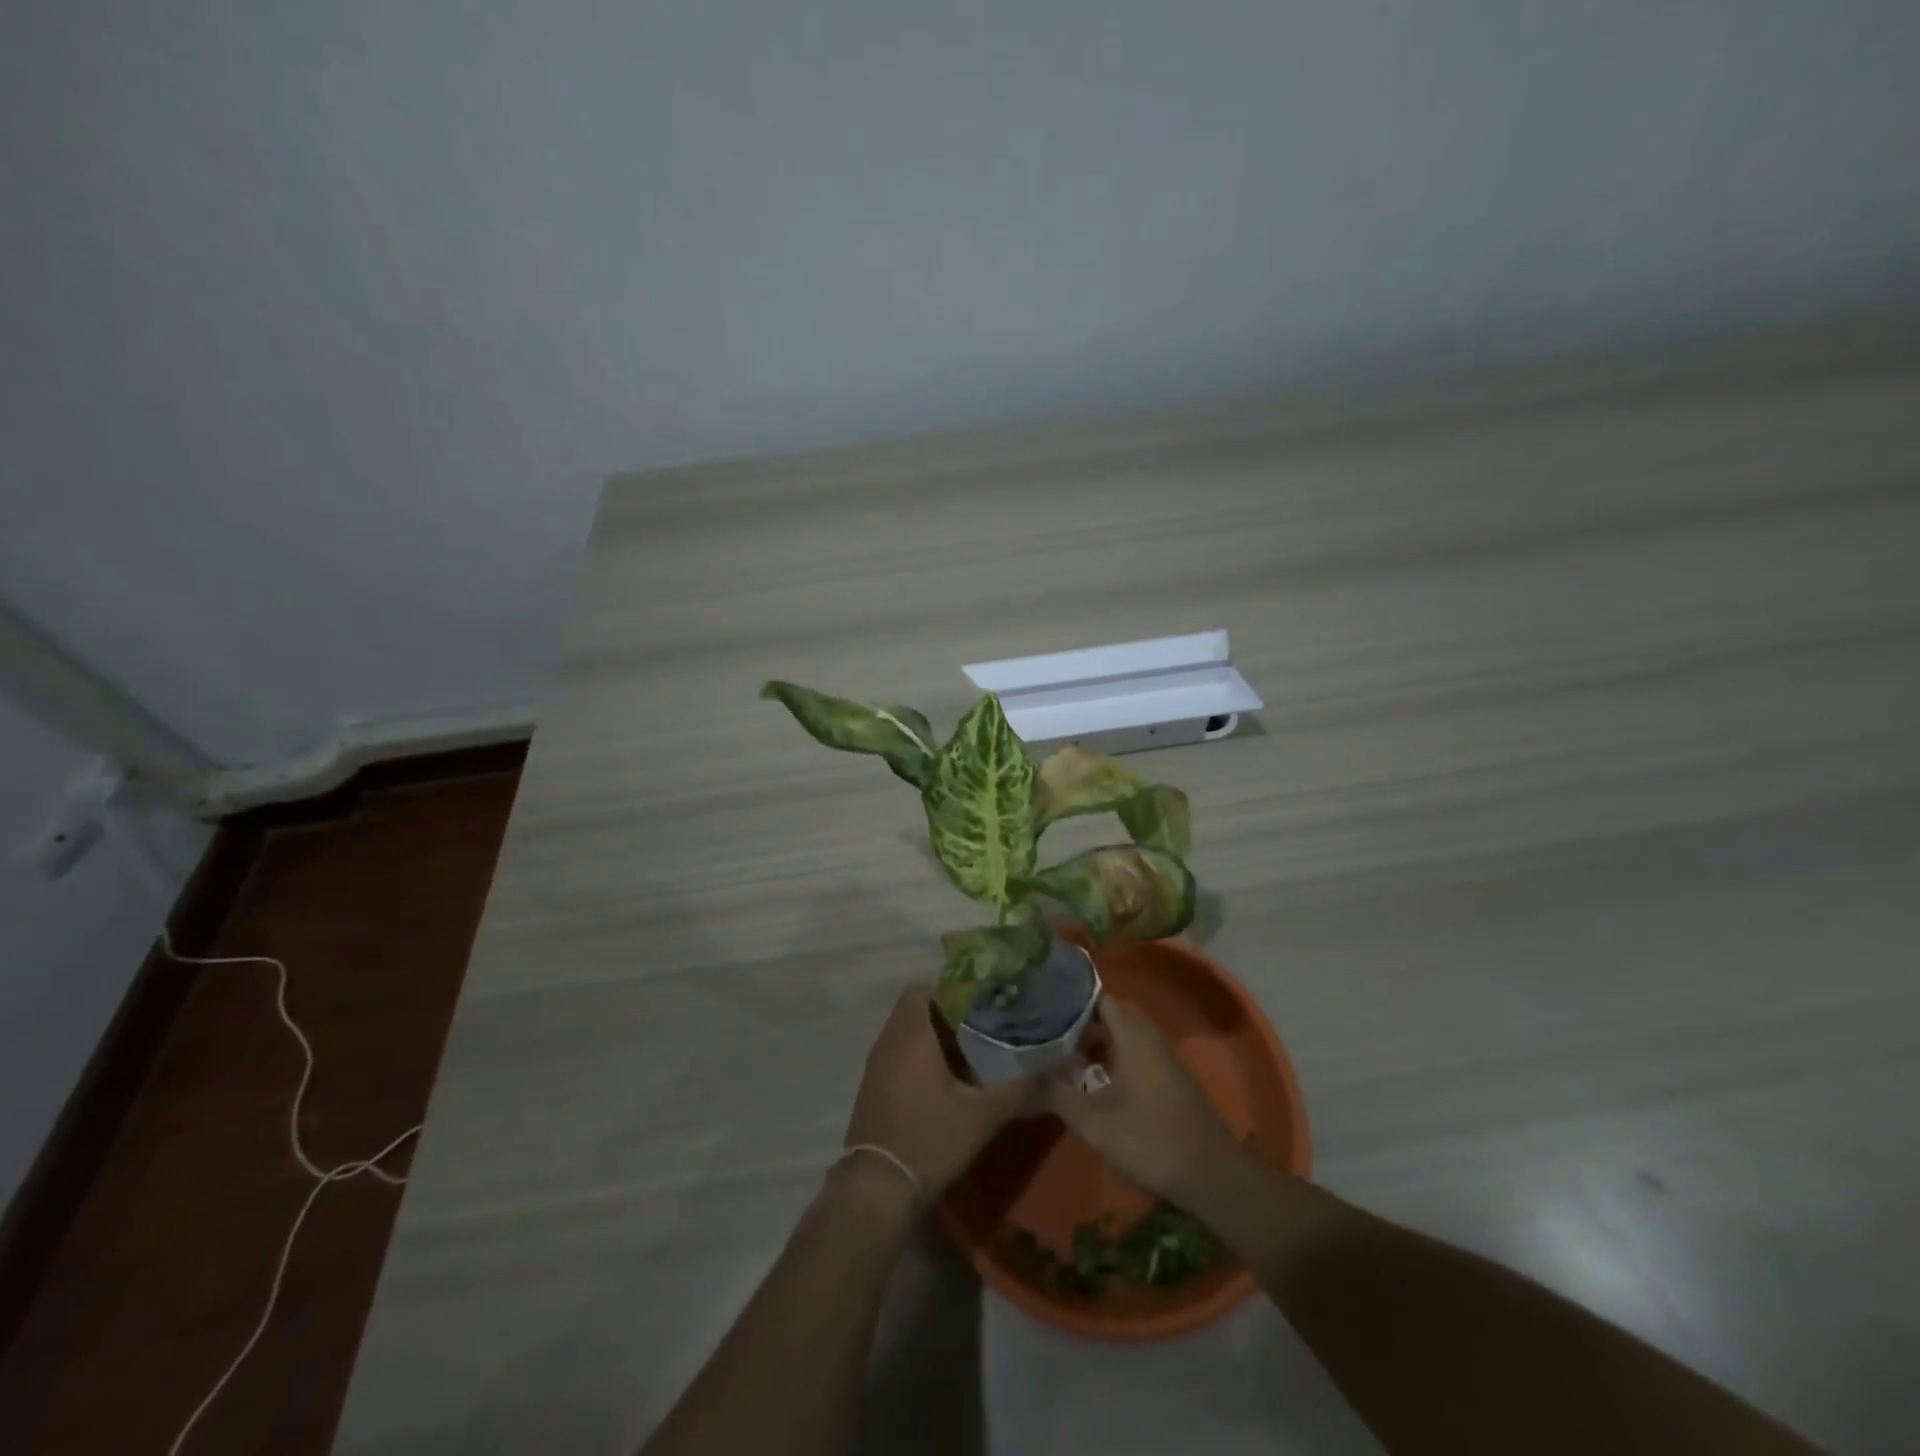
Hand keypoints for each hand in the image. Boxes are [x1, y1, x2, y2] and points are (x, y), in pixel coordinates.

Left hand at [844, 986, 1040, 1197]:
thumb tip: (1064, 1068)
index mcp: (911, 1034)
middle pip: (918, 1009)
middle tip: (987, 1024)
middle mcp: (888, 1041)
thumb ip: (1023, 1088)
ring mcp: (877, 1066)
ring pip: (908, 1033)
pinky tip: (950, 1080)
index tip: (983, 999)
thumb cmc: (929, 1139)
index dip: (953, 988)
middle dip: (950, 1013)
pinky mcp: (874, 1088)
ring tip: (975, 1049)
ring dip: (937, 1037)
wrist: (877, 1190)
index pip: (924, 988)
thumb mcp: (983, 1115)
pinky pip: (899, 1055)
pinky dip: (922, 1057)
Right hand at [1044, 997, 1242, 1206]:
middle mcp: (1151, 1039)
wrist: (1213, 1177)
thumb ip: (1060, 1097)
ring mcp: (1165, 1059)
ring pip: (1128, 1034)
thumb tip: (1027, 1078)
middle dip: (1085, 1020)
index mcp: (1134, 1038)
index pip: (1102, 999)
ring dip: (1101, 1039)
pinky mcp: (1172, 1079)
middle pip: (1115, 1014)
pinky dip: (1117, 1054)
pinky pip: (1139, 1051)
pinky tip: (1099, 1080)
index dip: (1074, 1000)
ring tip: (1069, 1055)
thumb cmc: (1153, 1143)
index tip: (1047, 1008)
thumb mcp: (1096, 1125)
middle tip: (1054, 1032)